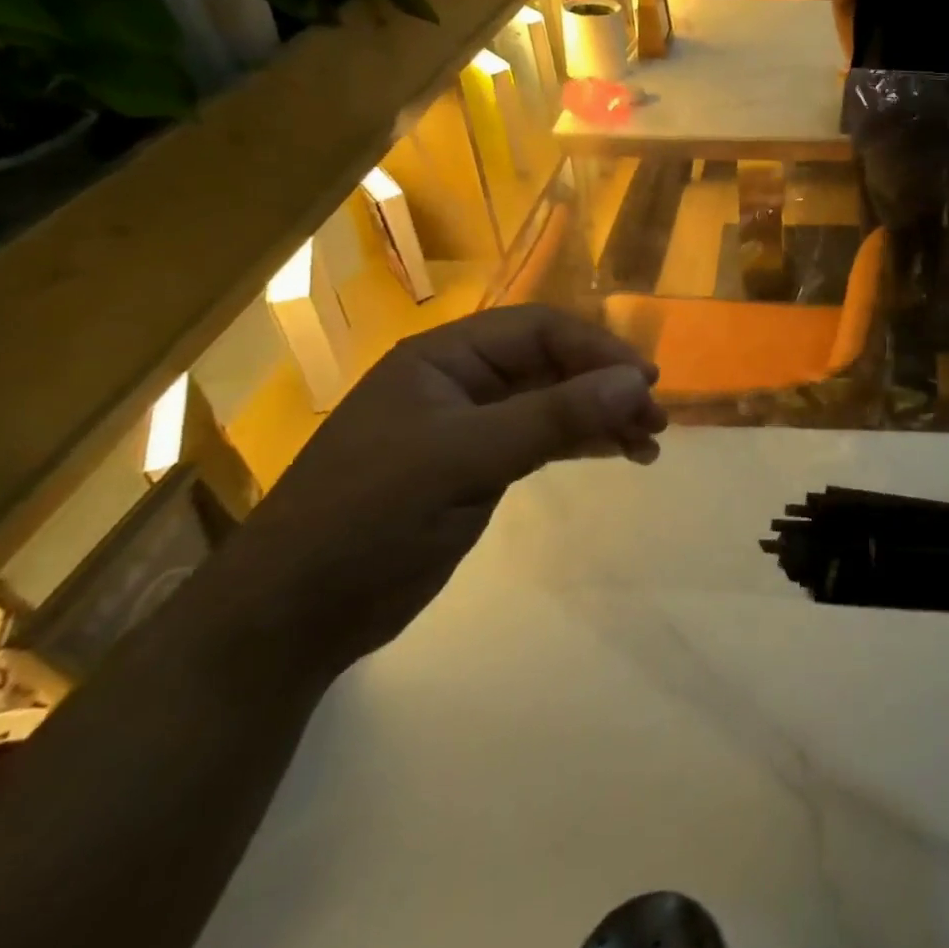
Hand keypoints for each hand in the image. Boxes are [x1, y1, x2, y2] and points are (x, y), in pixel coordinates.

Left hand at [212, 306, 666, 679]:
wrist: (292, 617)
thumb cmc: (369, 518)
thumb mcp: (464, 459)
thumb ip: (554, 417)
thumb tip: (638, 381)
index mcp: (444, 358)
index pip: (539, 330)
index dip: (597, 349)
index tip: (646, 382)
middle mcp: (460, 382)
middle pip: (553, 364)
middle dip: (607, 386)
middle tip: (656, 420)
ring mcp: (470, 426)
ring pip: (555, 402)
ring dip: (603, 416)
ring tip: (650, 442)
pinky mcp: (478, 468)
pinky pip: (545, 439)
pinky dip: (584, 442)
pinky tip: (619, 454)